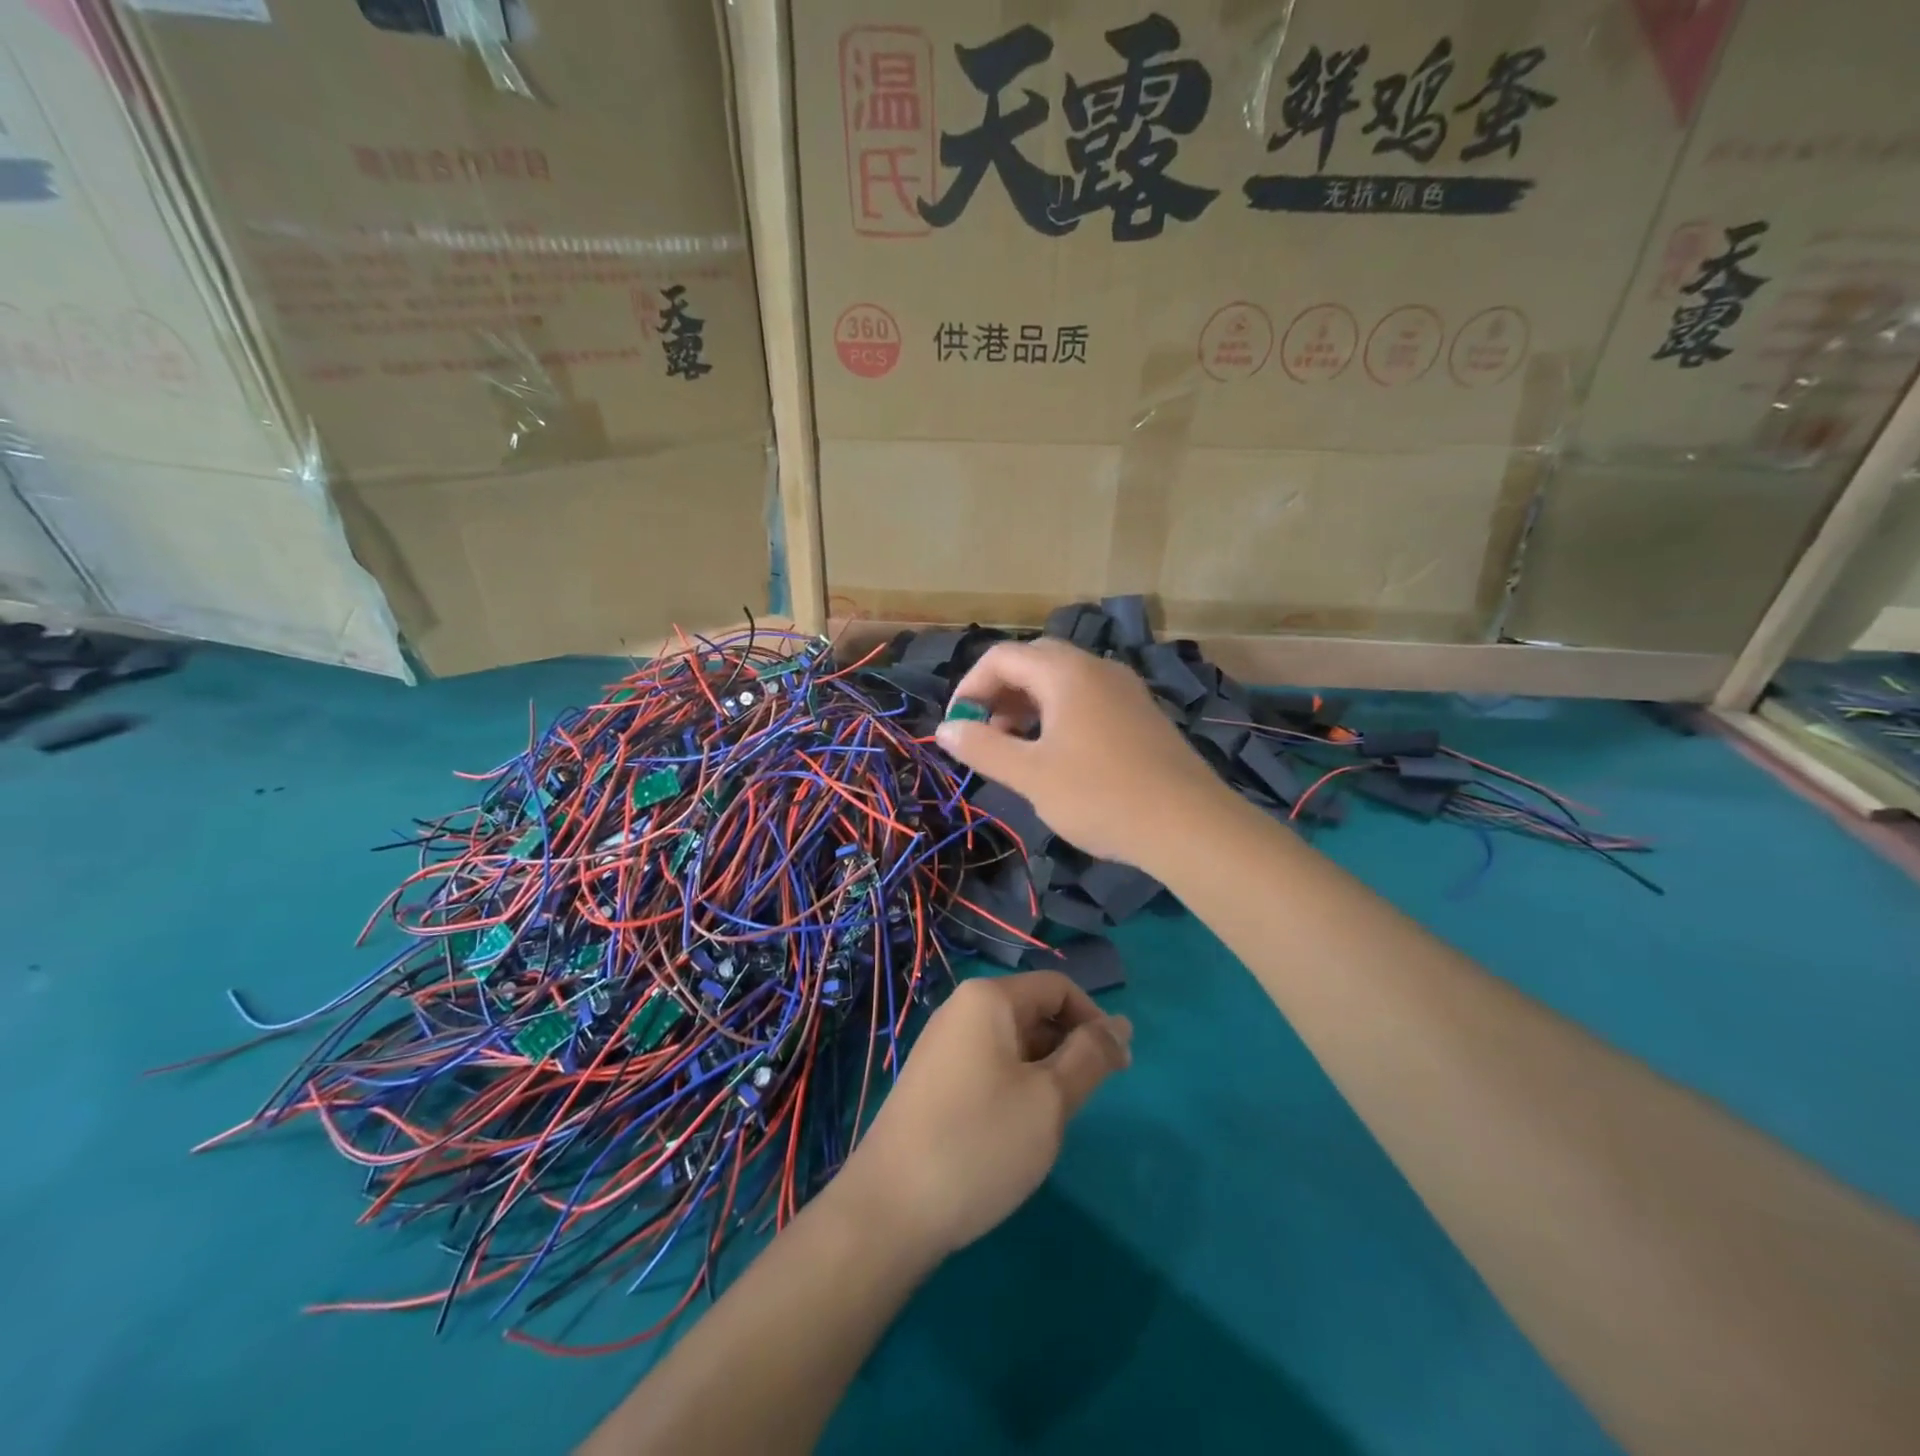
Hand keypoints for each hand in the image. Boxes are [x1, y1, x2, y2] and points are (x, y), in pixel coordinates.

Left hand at [831, 972, 1131, 1258]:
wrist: (890, 1209)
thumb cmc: (979, 1143)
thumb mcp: (1049, 1100)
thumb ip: (1090, 1056)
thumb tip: (1121, 1025)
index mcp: (988, 999)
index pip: (1058, 987)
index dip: (1095, 1020)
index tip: (1118, 1070)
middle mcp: (961, 1009)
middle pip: (1033, 1010)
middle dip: (1068, 1048)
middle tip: (1083, 1103)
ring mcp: (942, 1044)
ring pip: (1012, 1042)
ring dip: (1043, 1072)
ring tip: (1049, 1122)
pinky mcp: (933, 1079)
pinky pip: (988, 1064)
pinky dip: (1015, 1086)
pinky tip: (1015, 1132)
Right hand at [934, 638, 1232, 868]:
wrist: (1188, 825)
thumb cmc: (1100, 795)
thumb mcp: (1031, 775)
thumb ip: (983, 747)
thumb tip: (945, 729)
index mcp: (1066, 672)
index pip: (1001, 657)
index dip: (969, 687)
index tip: (957, 727)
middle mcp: (1096, 667)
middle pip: (1033, 661)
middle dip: (999, 693)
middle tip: (984, 734)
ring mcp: (1124, 689)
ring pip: (1062, 681)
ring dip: (1028, 705)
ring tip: (1015, 748)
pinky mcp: (1141, 713)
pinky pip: (1087, 698)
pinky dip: (1058, 715)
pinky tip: (1057, 755)